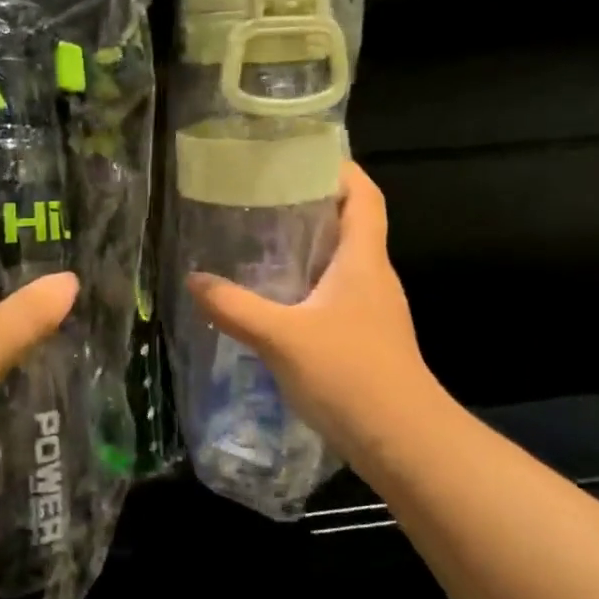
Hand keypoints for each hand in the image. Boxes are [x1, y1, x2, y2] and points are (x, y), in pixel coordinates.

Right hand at [187, 163, 436, 459]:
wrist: (405, 444)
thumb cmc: (350, 376)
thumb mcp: (282, 338)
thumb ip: (235, 308)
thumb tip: (193, 280)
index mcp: (363, 260)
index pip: (364, 196)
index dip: (340, 168)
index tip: (301, 153)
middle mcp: (373, 277)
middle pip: (350, 224)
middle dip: (310, 204)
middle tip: (261, 195)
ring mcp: (372, 310)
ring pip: (340, 262)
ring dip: (307, 247)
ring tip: (258, 240)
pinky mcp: (364, 338)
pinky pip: (334, 294)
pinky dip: (306, 284)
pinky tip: (274, 299)